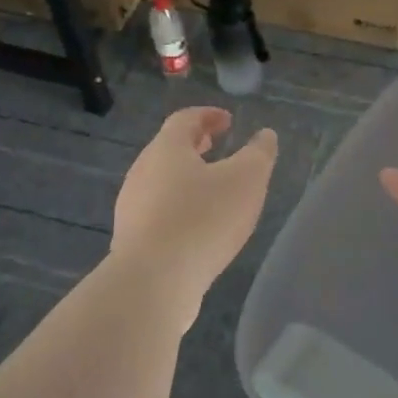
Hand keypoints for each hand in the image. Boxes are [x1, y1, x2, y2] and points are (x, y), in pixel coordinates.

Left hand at [112, 107, 278, 315]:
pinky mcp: (132, 239)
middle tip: (216, 146)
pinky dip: (179, 207)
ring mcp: (132, 207)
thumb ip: (259, 154)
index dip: (208, 115)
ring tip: (212, 190)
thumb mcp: (246, 181)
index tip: (228, 121)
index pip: (185, 119)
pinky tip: (197, 228)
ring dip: (186, 178)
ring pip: (161, 181)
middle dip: (194, 145)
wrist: (153, 282)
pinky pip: (158, 212)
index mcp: (166, 149)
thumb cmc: (202, 220)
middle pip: (168, 149)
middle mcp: (142, 171)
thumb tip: (265, 135)